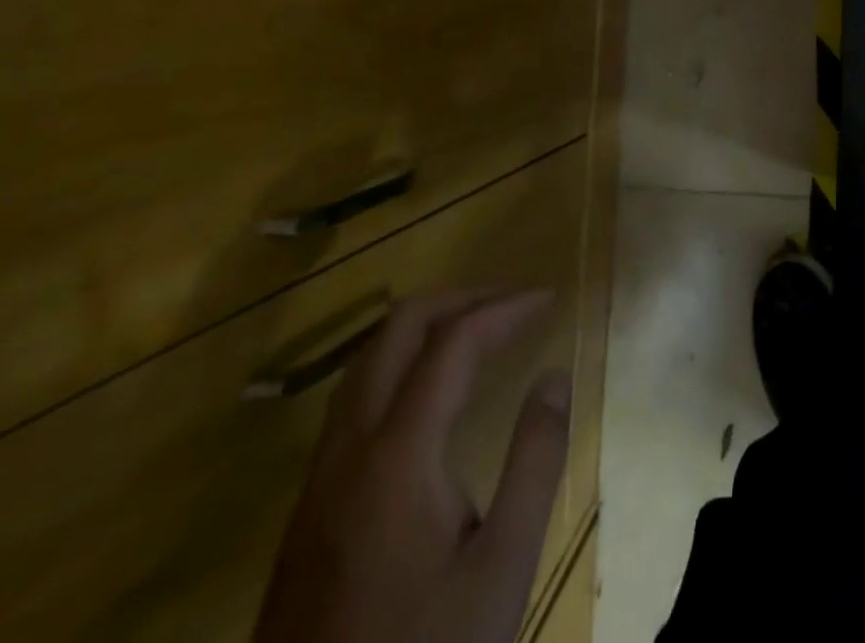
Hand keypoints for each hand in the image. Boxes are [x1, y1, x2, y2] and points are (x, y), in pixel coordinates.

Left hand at [255, 289, 569, 642]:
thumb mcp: (503, 565)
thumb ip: (535, 459)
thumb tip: (555, 375)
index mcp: (397, 455)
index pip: (453, 342)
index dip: (504, 308)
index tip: (548, 299)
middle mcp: (349, 449)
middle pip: (397, 330)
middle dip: (460, 299)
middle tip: (511, 303)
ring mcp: (319, 479)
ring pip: (367, 361)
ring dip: (425, 327)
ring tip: (477, 330)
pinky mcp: (308, 509)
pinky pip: (354, 398)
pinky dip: (400, 363)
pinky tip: (428, 391)